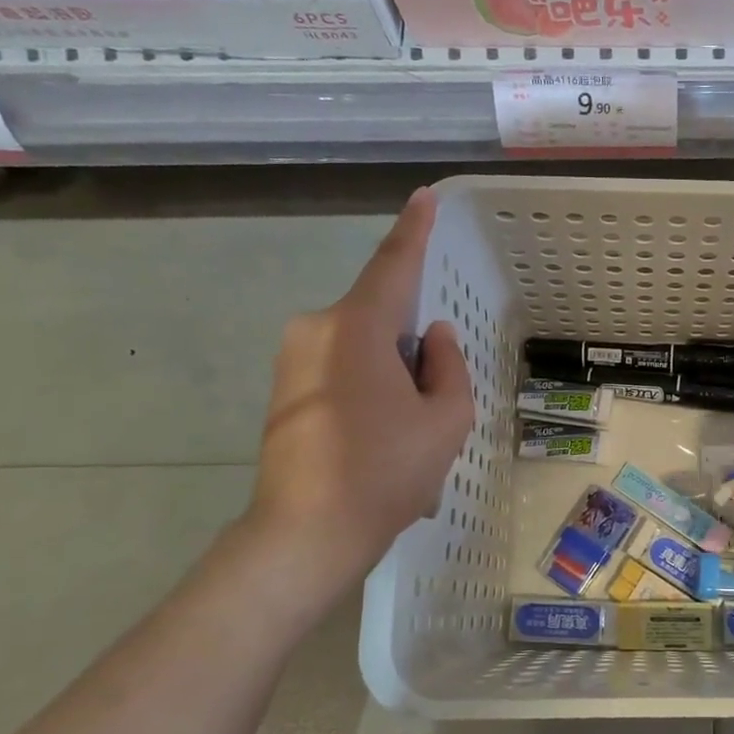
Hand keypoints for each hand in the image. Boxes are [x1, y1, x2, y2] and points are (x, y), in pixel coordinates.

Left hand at [243, 188, 473, 602]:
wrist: (305, 535)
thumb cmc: (385, 472)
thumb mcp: (446, 419)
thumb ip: (449, 366)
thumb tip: (433, 338)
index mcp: (356, 327)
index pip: (393, 264)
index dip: (414, 230)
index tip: (424, 197)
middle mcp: (316, 328)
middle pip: (381, 316)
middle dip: (414, 347)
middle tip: (432, 404)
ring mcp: (293, 359)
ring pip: (363, 346)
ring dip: (393, 374)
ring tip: (405, 436)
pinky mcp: (284, 388)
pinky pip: (342, 368)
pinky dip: (371, 390)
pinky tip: (379, 442)